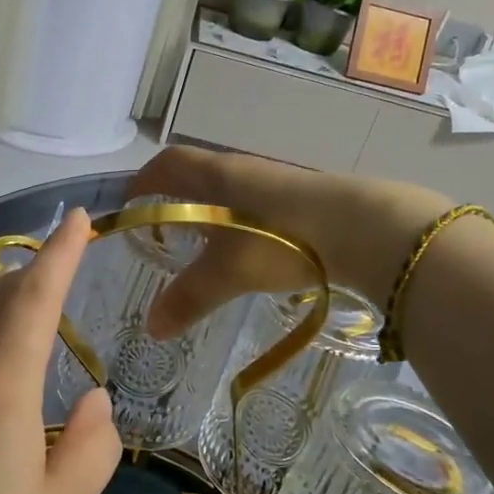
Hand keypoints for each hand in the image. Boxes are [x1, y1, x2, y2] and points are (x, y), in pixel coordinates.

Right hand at [128, 148, 450, 335]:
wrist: (363, 228)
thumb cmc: (280, 239)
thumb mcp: (228, 273)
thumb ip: (189, 298)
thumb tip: (151, 328)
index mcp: (216, 176)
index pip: (168, 164)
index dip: (145, 180)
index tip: (130, 201)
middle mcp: (243, 170)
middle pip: (198, 174)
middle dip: (176, 197)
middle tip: (163, 228)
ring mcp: (277, 182)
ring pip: (231, 191)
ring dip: (212, 210)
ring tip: (205, 244)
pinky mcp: (305, 199)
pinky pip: (258, 204)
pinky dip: (242, 222)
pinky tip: (252, 250)